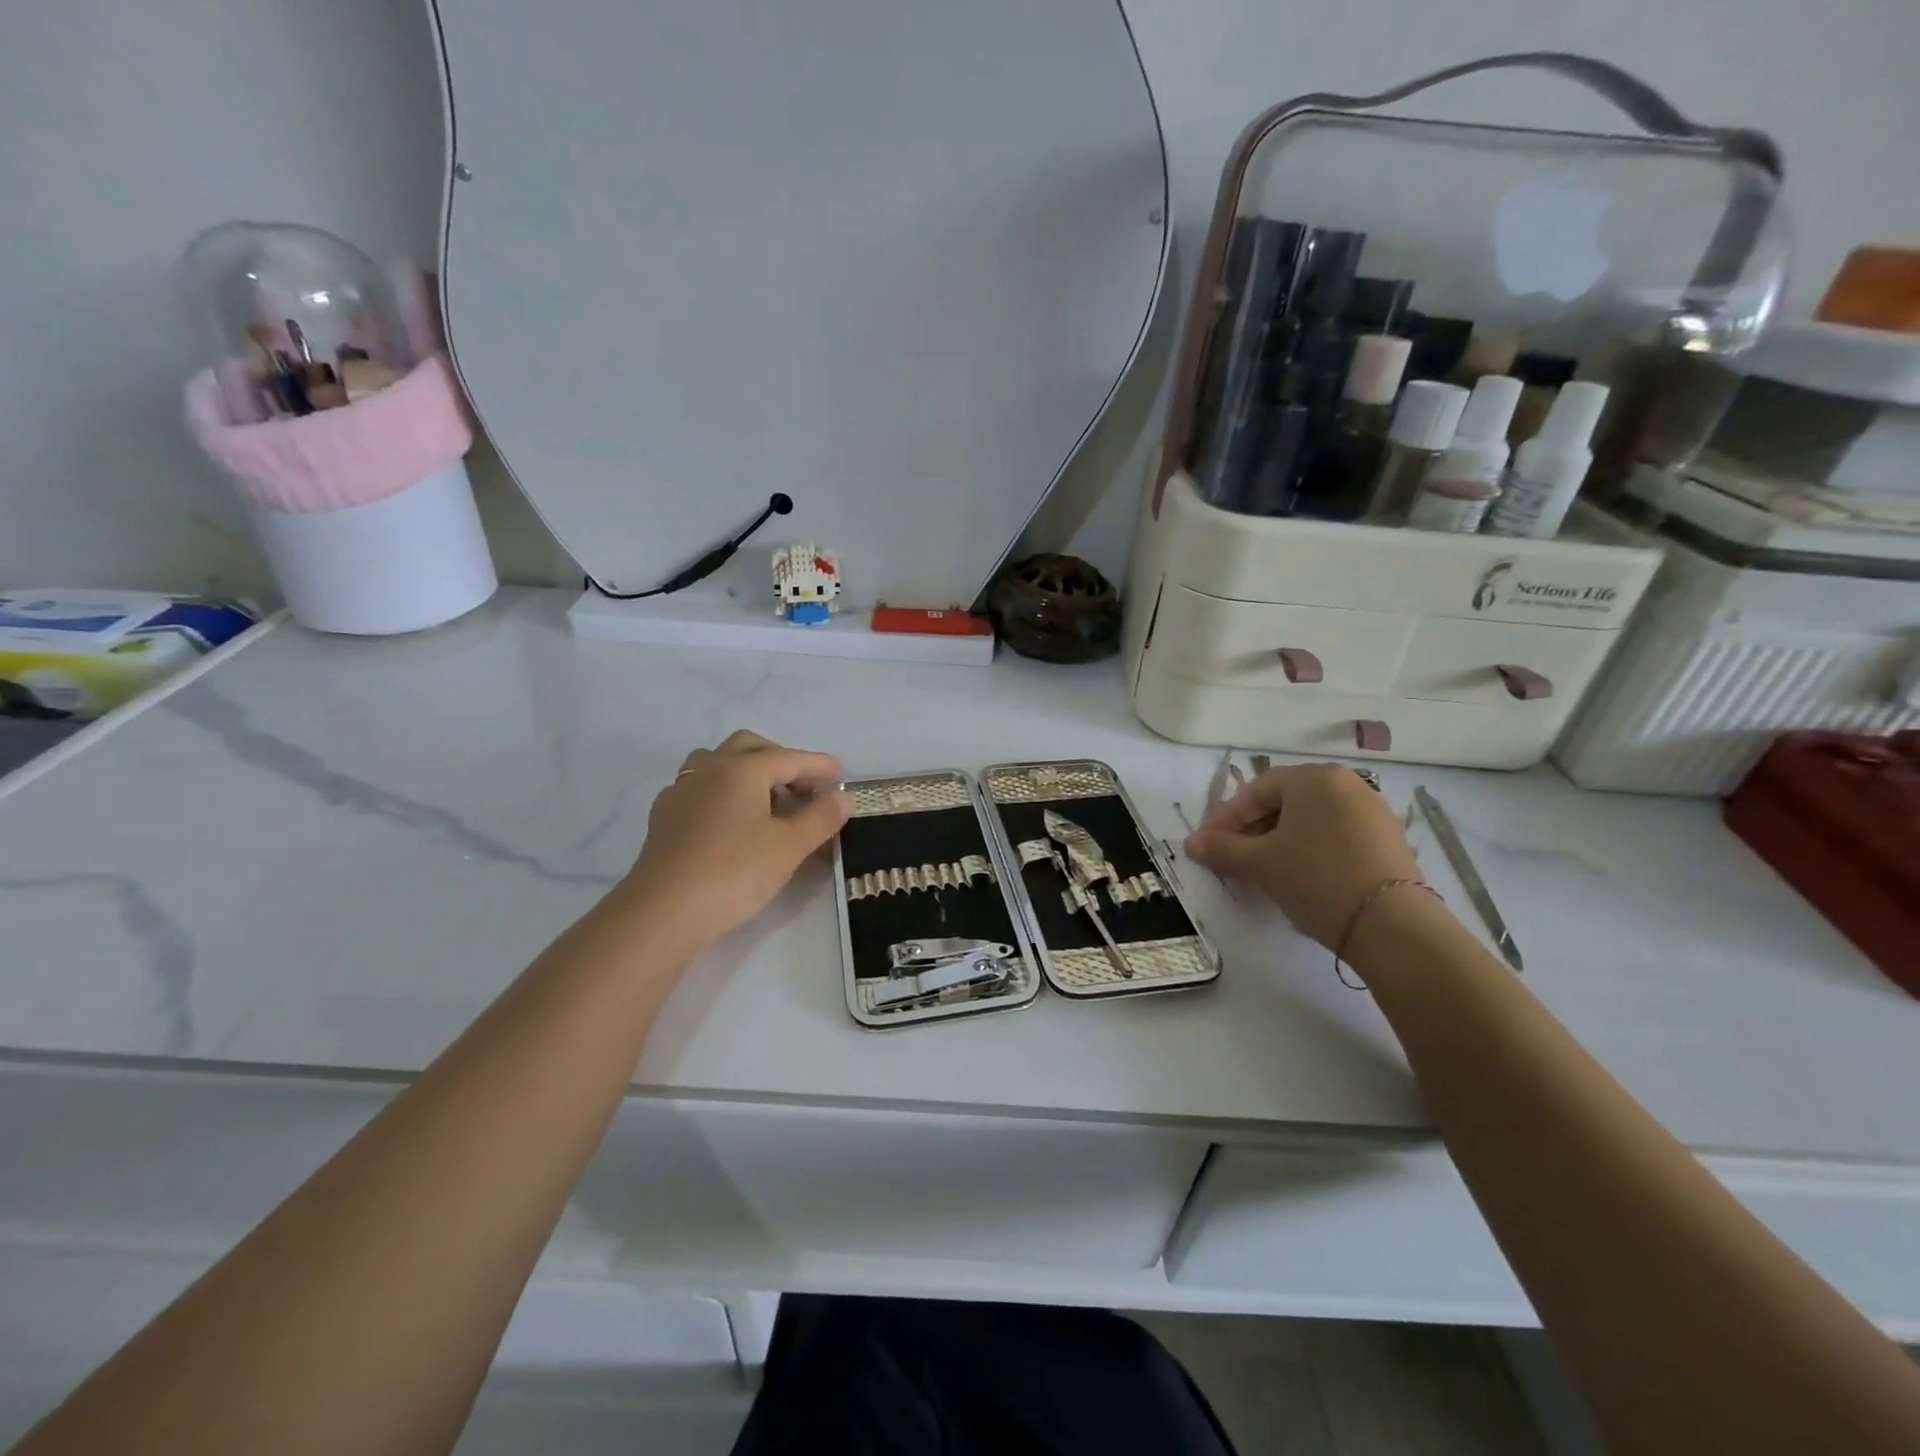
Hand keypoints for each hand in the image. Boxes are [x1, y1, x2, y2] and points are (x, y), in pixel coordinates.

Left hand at [617, 731, 851, 951]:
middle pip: (749, 747)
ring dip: (747, 771)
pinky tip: (731, 820)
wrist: (662, 913)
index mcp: (741, 769)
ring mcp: (681, 792)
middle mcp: (708, 770)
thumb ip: (820, 817)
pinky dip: (723, 792)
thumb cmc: (733, 873)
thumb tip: (843, 797)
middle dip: (781, 759)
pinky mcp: (664, 818)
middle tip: (805, 786)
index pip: (789, 758)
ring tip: (768, 799)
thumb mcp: (789, 847)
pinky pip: (700, 788)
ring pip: (718, 763)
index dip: (818, 765)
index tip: (841, 775)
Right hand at [1184, 763, 1423, 947]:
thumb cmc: (1316, 879)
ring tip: (1261, 872)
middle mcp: (1347, 785)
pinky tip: (1298, 879)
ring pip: (1309, 821)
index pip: (1257, 790)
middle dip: (1252, 830)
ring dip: (1278, 842)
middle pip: (1284, 803)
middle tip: (1231, 859)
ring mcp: (1372, 813)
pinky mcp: (1388, 842)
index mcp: (1315, 778)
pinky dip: (1309, 852)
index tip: (1208, 845)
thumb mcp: (1260, 864)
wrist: (1393, 927)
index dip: (1226, 818)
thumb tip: (1191, 843)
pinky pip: (1334, 837)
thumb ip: (1221, 849)